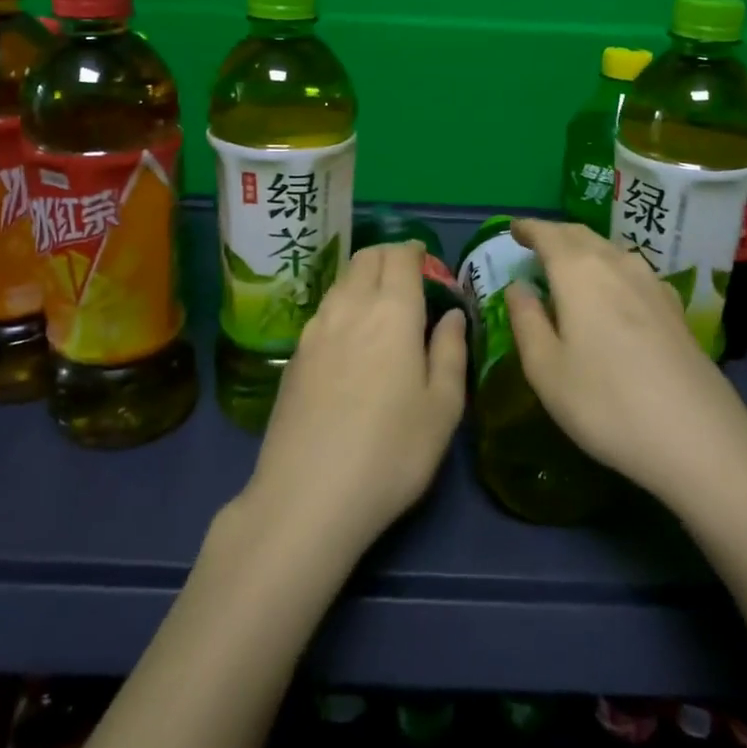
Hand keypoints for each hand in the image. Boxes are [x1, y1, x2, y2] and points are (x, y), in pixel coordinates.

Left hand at [241, 242, 466, 559]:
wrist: (307, 495)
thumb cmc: (391, 453)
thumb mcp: (443, 408)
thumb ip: (451, 352)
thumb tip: (452, 316)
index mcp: (392, 312)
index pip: (400, 256)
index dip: (415, 251)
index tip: (428, 264)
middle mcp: (350, 307)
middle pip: (365, 258)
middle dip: (388, 257)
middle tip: (408, 279)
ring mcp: (315, 329)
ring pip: (341, 281)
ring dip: (363, 279)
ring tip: (380, 308)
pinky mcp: (294, 355)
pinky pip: (323, 310)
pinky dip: (342, 306)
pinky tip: (350, 340)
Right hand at [506, 219, 746, 506]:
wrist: (698, 437)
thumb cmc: (606, 403)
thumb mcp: (546, 370)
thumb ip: (526, 321)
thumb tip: (518, 287)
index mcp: (578, 272)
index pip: (548, 234)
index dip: (529, 228)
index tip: (513, 228)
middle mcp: (616, 264)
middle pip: (581, 235)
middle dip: (555, 234)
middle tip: (535, 243)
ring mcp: (652, 283)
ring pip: (609, 250)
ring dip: (584, 249)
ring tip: (568, 265)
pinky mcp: (674, 307)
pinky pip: (632, 271)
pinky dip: (610, 269)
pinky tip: (613, 291)